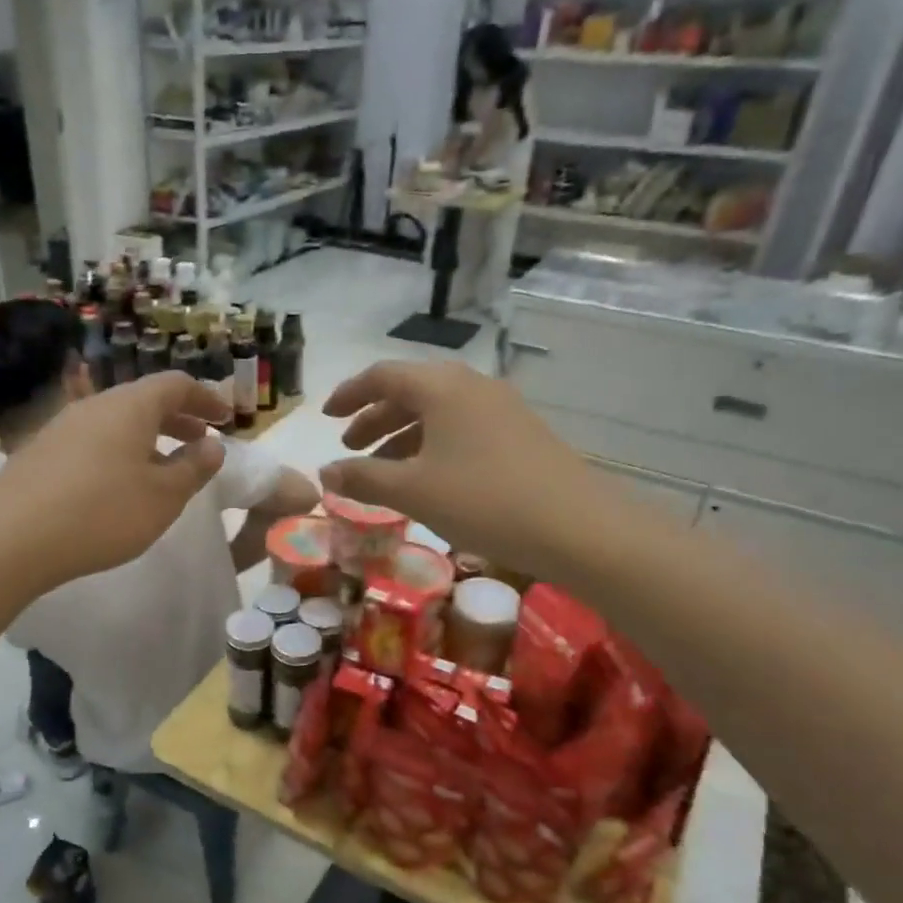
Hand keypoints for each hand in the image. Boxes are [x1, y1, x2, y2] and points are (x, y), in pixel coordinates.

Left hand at [0, 371, 232, 591]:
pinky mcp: (41, 452)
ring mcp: (62, 426)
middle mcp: (94, 405)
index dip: (205, 399)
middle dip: (178, 419)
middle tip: (200, 442)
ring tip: (163, 466)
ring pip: (116, 421)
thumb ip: (194, 468)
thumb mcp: (163, 497)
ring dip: (148, 437)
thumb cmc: (103, 513)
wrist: (12, 538)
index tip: (225, 419)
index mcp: (130, 406)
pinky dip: (119, 451)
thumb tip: (213, 446)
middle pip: (144, 400)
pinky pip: (93, 440)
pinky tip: (119, 484)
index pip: (175, 384)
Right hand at [321, 360, 626, 579]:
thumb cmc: (483, 500)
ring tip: (382, 469)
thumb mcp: (413, 492)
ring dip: (403, 434)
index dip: (349, 394)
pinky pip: (462, 428)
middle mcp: (471, 385)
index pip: (382, 376)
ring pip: (438, 412)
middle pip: (411, 391)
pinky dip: (433, 445)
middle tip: (351, 446)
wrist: (577, 526)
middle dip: (375, 417)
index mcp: (441, 387)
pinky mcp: (520, 433)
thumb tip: (325, 473)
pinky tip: (428, 478)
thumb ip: (363, 478)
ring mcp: (501, 408)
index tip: (325, 417)